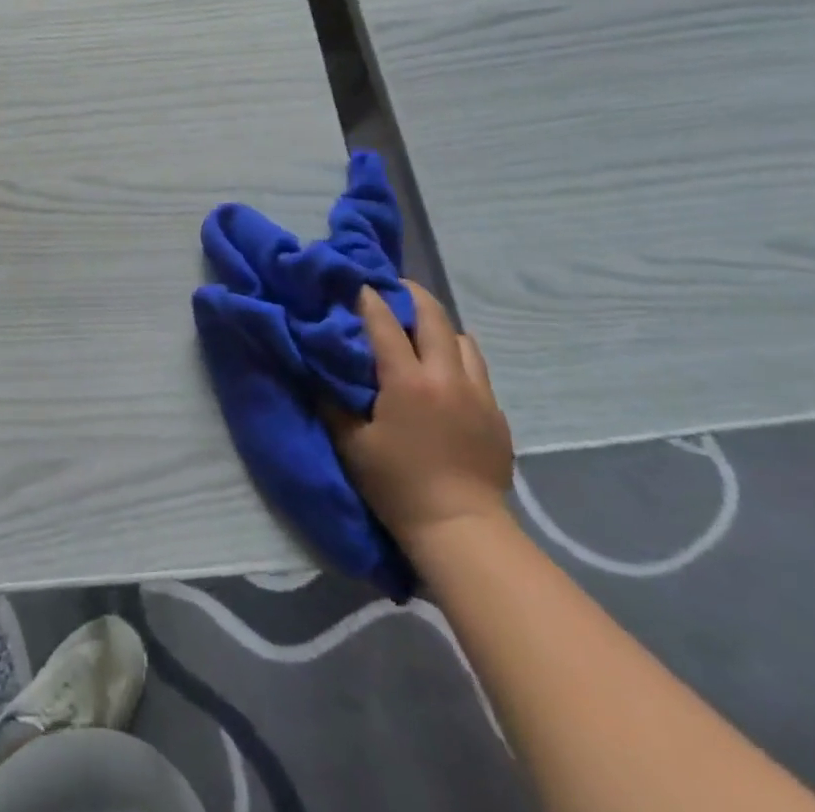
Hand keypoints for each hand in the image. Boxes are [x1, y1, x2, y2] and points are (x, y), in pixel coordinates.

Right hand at [327, 282, 513, 550]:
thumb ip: (332, 400)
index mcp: (407, 381)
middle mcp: (446, 376)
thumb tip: (318, 368)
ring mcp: (477, 394)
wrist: (461, 529)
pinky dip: (458, 357)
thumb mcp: (350, 443)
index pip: (385, 323)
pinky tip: (445, 372)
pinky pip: (477, 369)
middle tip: (394, 287)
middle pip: (433, 317)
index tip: (357, 284)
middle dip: (412, 295)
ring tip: (422, 331)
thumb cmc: (397, 484)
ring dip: (439, 327)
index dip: (369, 299)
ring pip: (462, 339)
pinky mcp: (496, 414)